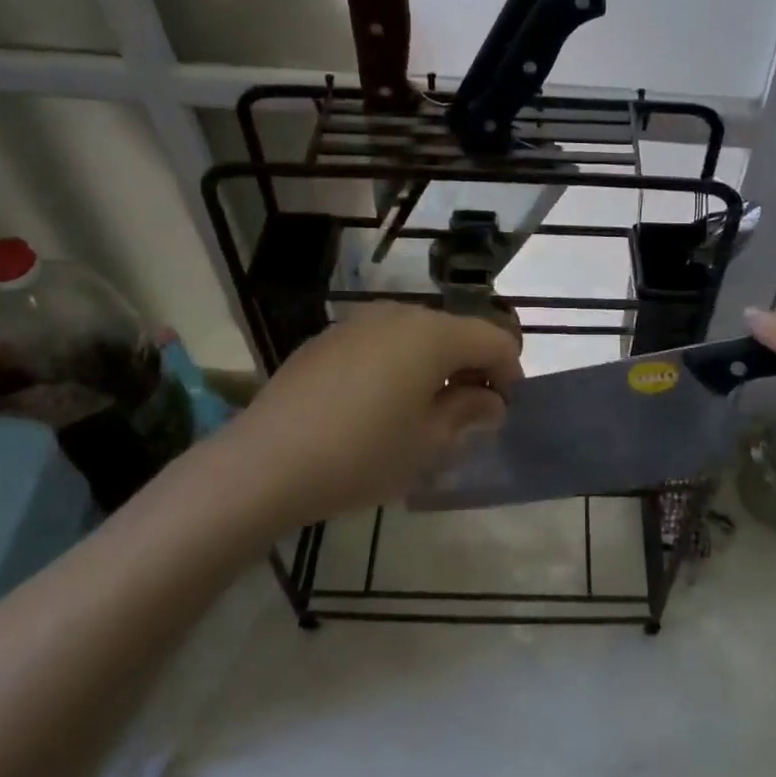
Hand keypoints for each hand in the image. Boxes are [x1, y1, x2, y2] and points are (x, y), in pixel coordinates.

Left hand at [223, 304, 521, 527]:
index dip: (509, 370)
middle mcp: (399, 314)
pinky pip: (380, 342)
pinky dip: (396, 364)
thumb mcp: (428, 442)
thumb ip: (468, 412)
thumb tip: (491, 401)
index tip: (504, 406)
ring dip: (433, 364)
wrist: (266, 462)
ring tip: (424, 409)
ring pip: (416, 335)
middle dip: (471, 366)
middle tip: (469, 412)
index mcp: (433, 334)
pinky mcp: (327, 338)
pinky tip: (378, 404)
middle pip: (454, 331)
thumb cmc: (363, 454)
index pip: (493, 338)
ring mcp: (358, 322)